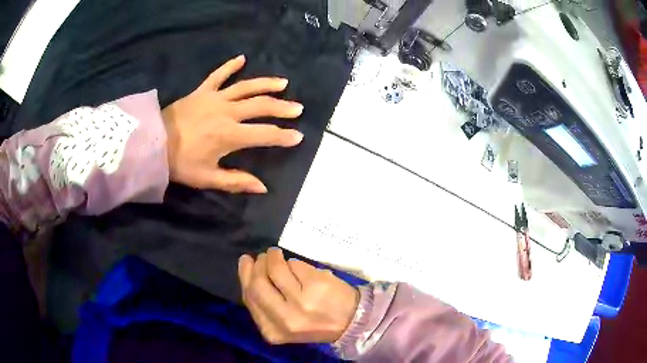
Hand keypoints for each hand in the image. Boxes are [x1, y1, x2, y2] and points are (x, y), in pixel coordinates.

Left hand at [162, 55, 303, 192]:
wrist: (153, 144)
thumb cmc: (180, 163)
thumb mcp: (207, 178)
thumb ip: (236, 181)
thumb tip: (263, 187)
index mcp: (230, 135)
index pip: (265, 134)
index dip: (284, 136)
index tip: (299, 137)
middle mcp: (228, 112)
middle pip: (261, 106)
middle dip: (282, 108)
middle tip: (298, 108)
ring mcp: (215, 98)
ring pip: (246, 87)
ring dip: (266, 84)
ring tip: (284, 83)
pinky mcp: (202, 90)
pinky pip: (218, 74)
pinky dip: (230, 65)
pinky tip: (242, 58)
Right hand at [238, 248, 358, 344]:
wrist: (352, 321)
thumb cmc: (315, 321)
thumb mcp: (284, 322)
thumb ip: (265, 304)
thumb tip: (249, 272)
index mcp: (273, 331)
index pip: (249, 298)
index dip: (244, 277)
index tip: (246, 263)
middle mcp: (285, 319)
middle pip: (257, 284)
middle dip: (256, 266)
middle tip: (261, 257)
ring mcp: (301, 302)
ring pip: (274, 270)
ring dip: (272, 257)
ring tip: (275, 255)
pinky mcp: (316, 285)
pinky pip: (294, 265)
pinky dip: (291, 261)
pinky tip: (294, 263)